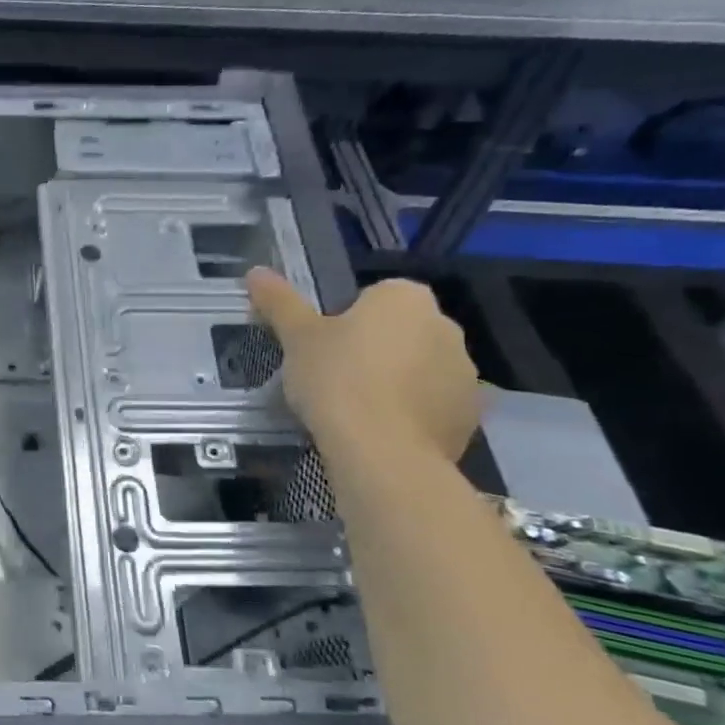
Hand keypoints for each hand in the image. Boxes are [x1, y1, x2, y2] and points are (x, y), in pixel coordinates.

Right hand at [246, 268, 480, 462]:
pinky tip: (379, 432)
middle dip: (373, 350)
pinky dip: (410, 414)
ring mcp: (465, 374)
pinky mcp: (469, 417)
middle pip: (399, 332)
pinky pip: (432, 406)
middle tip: (333, 378)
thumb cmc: (336, 379)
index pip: (373, 297)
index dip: (344, 321)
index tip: (323, 347)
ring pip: (418, 369)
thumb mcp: (297, 337)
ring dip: (394, 382)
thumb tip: (255, 272)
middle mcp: (446, 327)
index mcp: (406, 298)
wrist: (382, 452)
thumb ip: (280, 302)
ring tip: (355, 411)